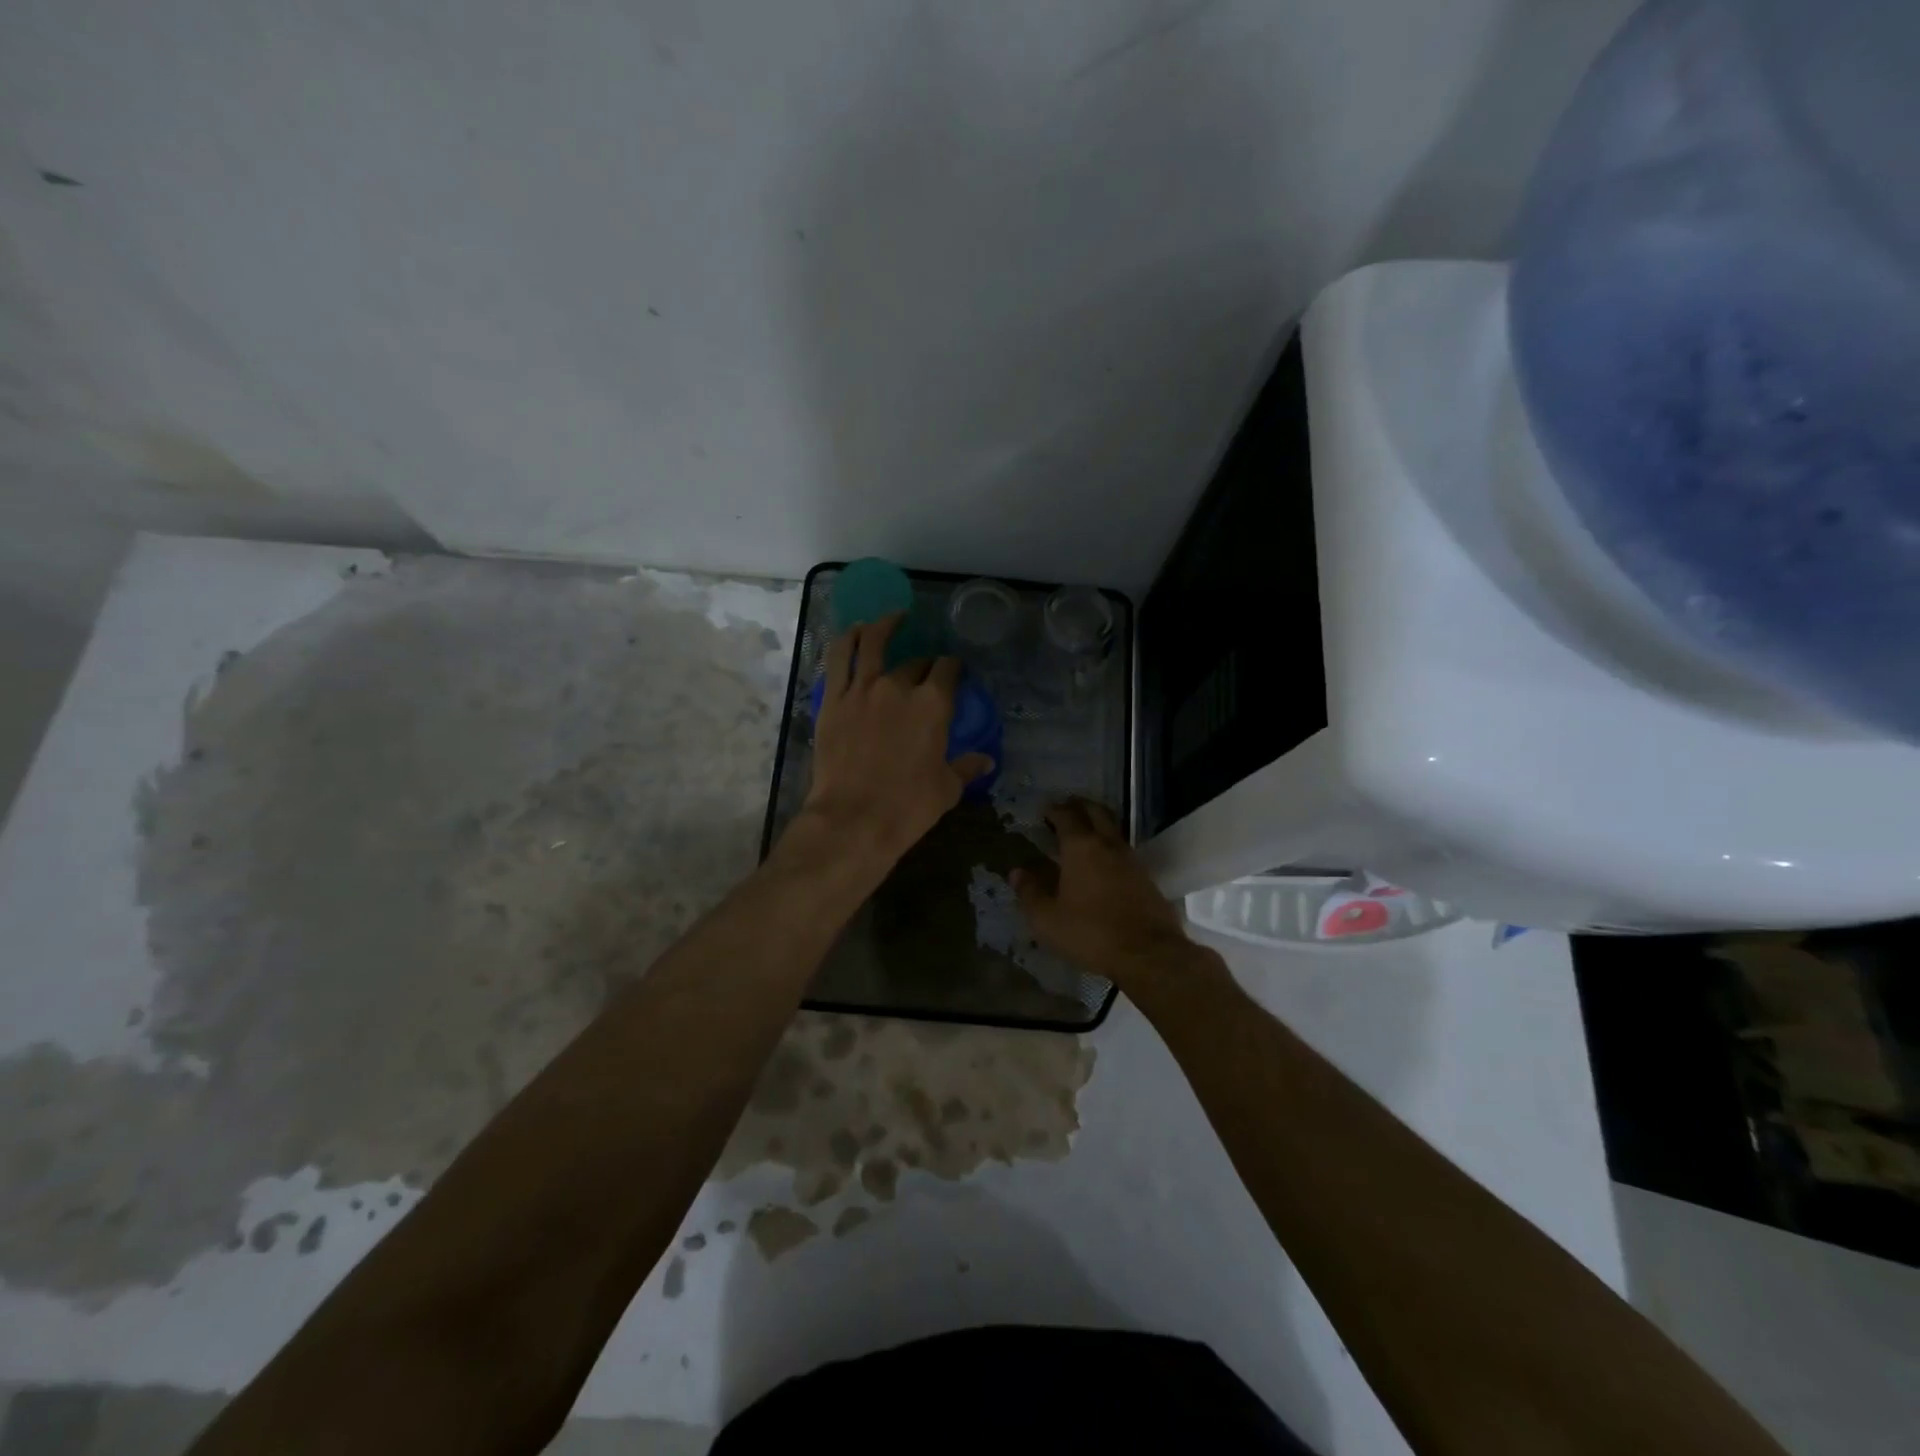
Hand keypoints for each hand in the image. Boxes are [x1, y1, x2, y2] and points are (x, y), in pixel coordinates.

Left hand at [801, 614, 994, 865]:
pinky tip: (856, 632)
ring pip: (873, 643)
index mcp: (933, 704)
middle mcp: (899, 686)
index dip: (953, 667)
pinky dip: (849, 639)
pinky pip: (840, 658)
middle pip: (915, 663)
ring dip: (885, 626)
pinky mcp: (833, 699)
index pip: (948, 670)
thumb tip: (987, 760)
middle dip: (925, 663)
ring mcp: (862, 689)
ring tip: (892, 618)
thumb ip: (966, 767)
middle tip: (926, 670)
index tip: (954, 671)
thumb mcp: (947, 788)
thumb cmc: (907, 806)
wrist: (853, 820)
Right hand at [1012, 798, 1195, 984]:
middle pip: (1095, 812)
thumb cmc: (1090, 933)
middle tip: (1065, 808)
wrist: (1148, 953)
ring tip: (1082, 831)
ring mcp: (1130, 859)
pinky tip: (1102, 861)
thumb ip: (1030, 893)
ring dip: (1097, 822)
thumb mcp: (1048, 919)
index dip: (1053, 810)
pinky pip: (1123, 849)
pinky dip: (1109, 845)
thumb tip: (1016, 872)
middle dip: (1079, 805)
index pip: (1066, 815)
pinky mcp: (1145, 876)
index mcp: (1080, 847)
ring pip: (1112, 828)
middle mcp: (1107, 844)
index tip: (1044, 810)